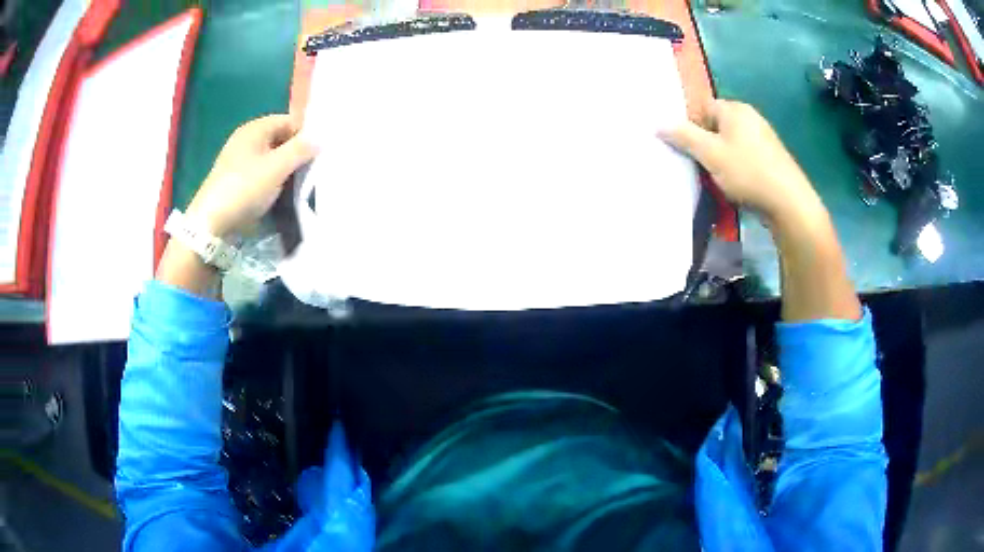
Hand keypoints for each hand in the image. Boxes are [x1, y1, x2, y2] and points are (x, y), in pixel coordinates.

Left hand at [187, 114, 317, 236]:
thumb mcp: (277, 167)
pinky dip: (275, 180)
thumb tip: (320, 138)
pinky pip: (263, 173)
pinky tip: (283, 193)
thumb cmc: (244, 188)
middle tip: (314, 169)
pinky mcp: (237, 180)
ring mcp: (240, 160)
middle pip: (280, 139)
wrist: (211, 224)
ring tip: (302, 183)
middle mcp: (246, 139)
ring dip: (287, 168)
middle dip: (297, 152)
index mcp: (255, 129)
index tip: (320, 152)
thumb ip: (300, 150)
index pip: (289, 121)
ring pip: (272, 158)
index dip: (305, 134)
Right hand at [660, 99, 821, 222]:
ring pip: (730, 142)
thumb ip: (683, 136)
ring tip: (716, 178)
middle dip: (705, 144)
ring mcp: (763, 137)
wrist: (789, 203)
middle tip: (699, 166)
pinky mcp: (771, 157)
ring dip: (720, 158)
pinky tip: (736, 184)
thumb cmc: (748, 172)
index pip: (702, 108)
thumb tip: (658, 123)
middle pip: (716, 125)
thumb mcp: (710, 154)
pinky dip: (736, 167)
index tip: (686, 150)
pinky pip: (744, 155)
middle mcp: (750, 117)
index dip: (690, 127)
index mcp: (735, 109)